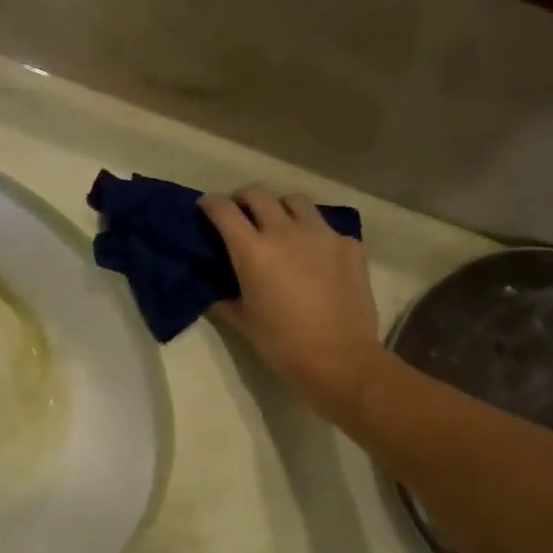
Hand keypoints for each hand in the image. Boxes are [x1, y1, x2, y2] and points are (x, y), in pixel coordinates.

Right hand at [200, 187, 386, 420]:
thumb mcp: (241, 320)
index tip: (204, 208)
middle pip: (259, 195)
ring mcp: (322, 234)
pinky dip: (310, 231)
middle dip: (242, 199)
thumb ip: (223, 296)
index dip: (210, 204)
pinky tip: (311, 253)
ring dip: (279, 207)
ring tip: (277, 224)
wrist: (339, 357)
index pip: (224, 211)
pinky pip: (324, 226)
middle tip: (238, 213)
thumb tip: (213, 286)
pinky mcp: (348, 244)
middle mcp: (286, 231)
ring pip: (295, 201)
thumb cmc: (281, 342)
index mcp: (253, 250)